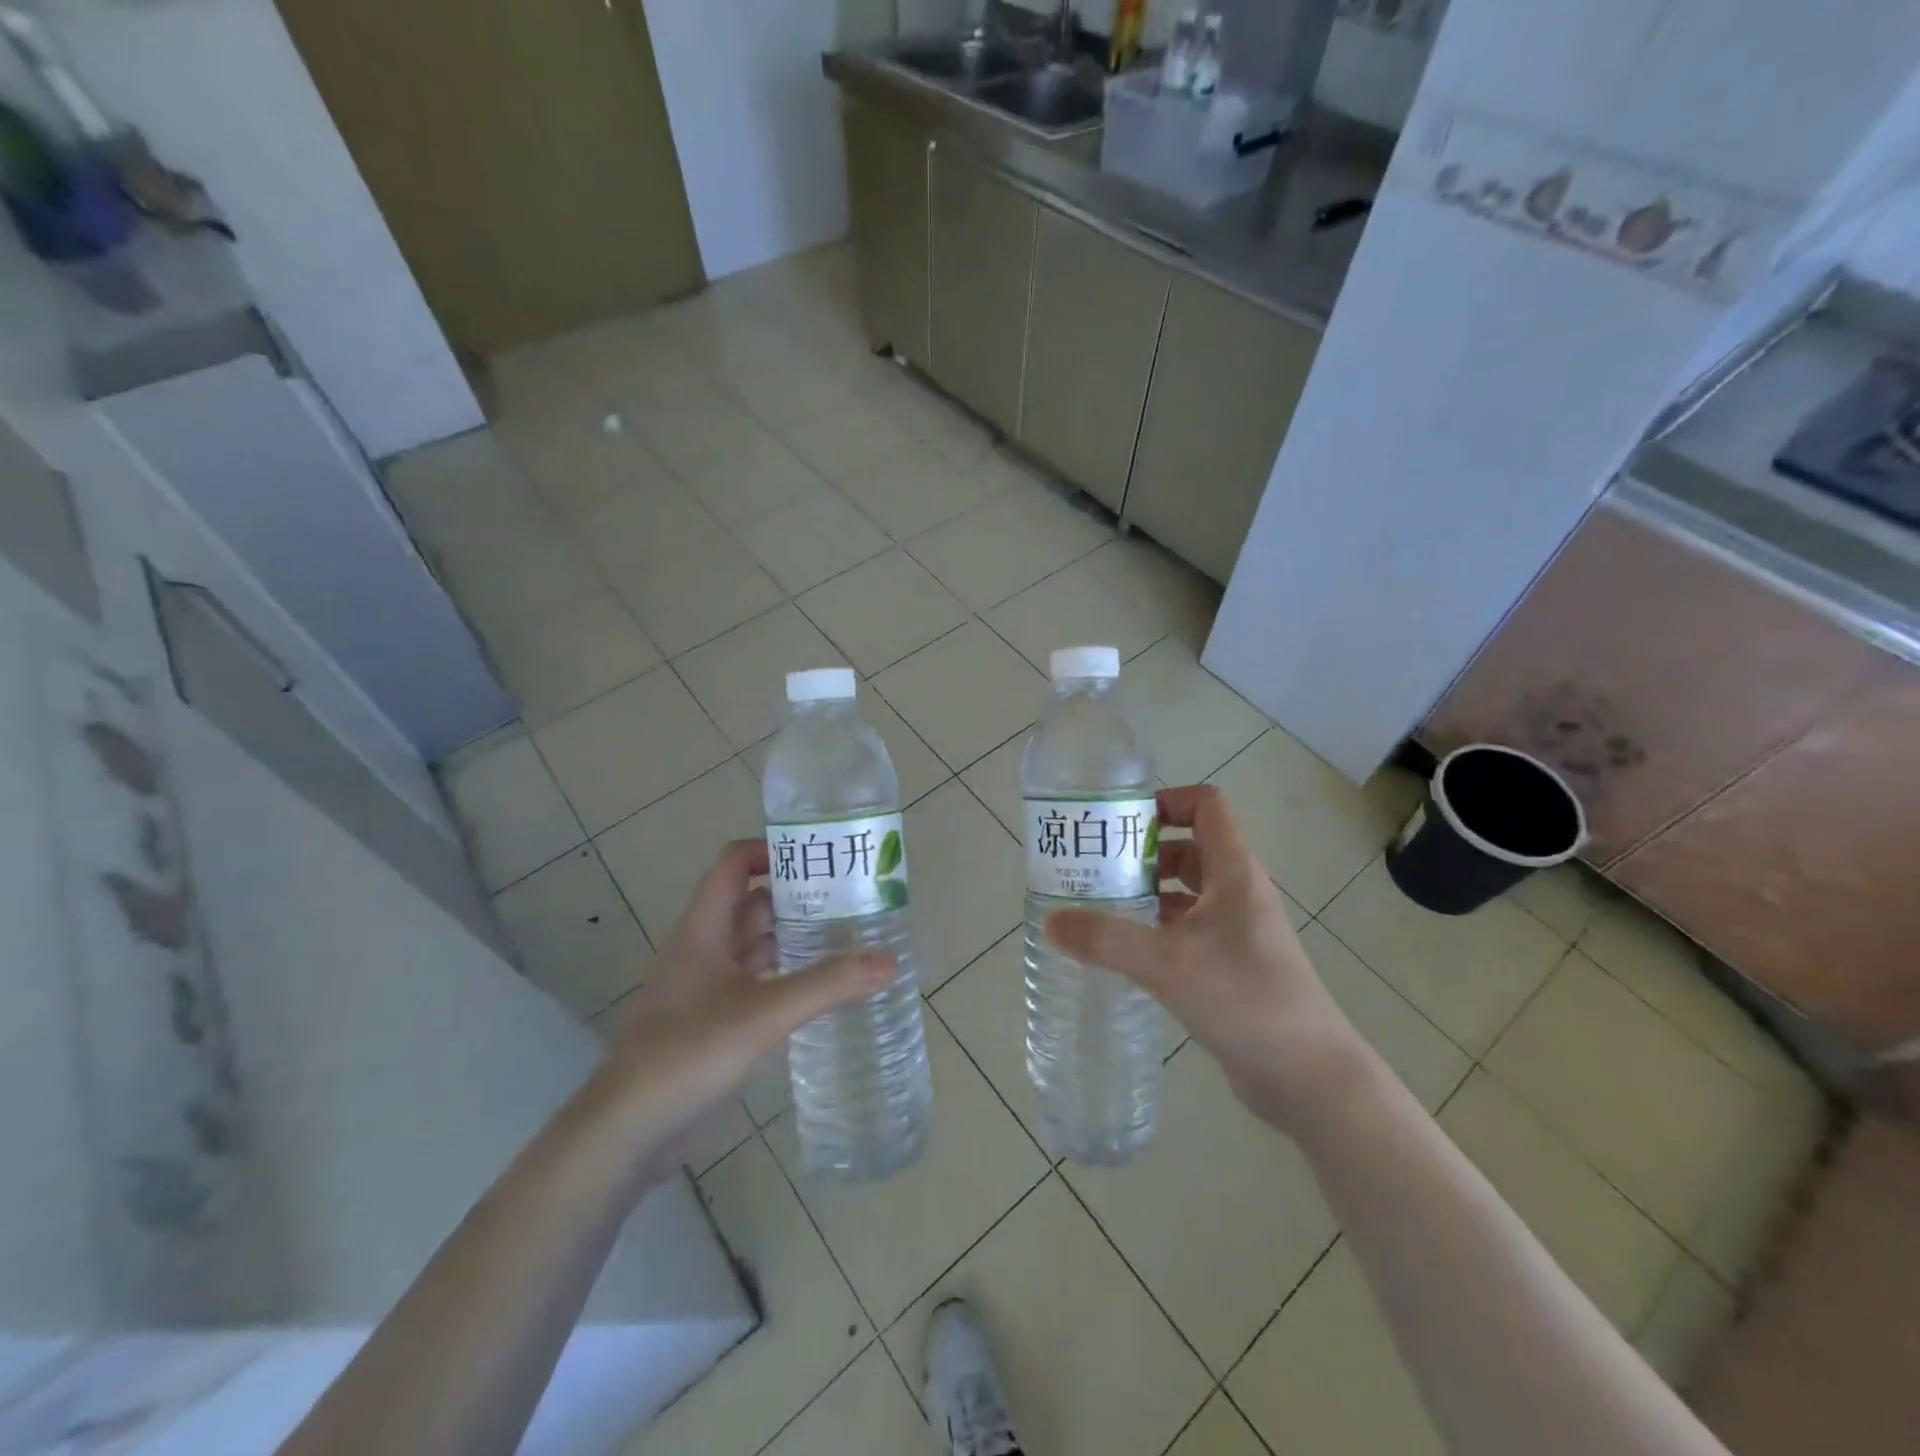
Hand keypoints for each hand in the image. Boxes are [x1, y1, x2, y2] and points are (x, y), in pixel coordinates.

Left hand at [590, 839, 892, 1178]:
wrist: (626, 1131)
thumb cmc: (689, 1052)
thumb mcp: (764, 1013)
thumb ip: (828, 985)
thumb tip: (890, 961)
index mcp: (703, 928)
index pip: (733, 864)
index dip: (771, 850)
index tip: (820, 860)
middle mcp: (702, 949)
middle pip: (751, 904)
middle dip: (796, 897)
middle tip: (849, 900)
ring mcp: (704, 988)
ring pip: (754, 946)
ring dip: (792, 939)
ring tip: (846, 939)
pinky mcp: (710, 1023)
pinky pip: (754, 985)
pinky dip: (784, 979)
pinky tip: (818, 991)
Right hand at [1043, 785, 1369, 1132]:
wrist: (1309, 1077)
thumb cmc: (1245, 999)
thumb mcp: (1168, 964)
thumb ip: (1106, 940)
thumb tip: (1050, 921)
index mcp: (1235, 872)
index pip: (1207, 805)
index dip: (1166, 801)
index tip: (1121, 822)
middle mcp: (1239, 892)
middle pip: (1191, 847)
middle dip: (1144, 851)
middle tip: (1098, 866)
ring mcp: (1239, 931)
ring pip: (1189, 892)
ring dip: (1149, 891)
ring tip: (1102, 905)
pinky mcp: (1233, 965)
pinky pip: (1190, 929)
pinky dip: (1159, 928)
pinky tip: (1127, 951)